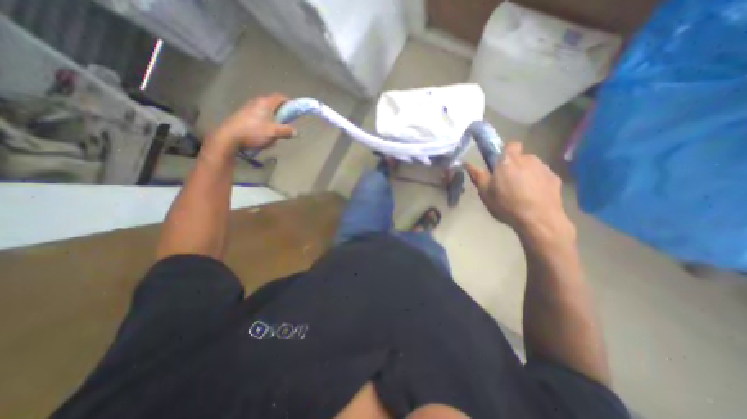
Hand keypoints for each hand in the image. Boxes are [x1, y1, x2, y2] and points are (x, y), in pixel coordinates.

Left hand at [208, 93, 296, 152]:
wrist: (229, 137)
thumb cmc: (254, 132)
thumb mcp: (274, 133)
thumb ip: (286, 131)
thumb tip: (295, 131)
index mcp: (265, 103)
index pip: (280, 97)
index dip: (289, 102)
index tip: (295, 111)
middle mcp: (256, 102)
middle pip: (273, 105)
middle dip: (281, 114)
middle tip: (286, 124)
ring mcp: (248, 108)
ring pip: (266, 112)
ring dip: (273, 120)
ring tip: (275, 132)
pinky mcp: (243, 116)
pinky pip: (258, 117)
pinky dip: (264, 124)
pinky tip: (263, 135)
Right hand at [466, 141, 573, 242]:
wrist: (538, 219)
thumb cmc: (506, 204)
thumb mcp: (485, 192)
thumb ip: (477, 175)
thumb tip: (466, 163)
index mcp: (508, 161)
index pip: (511, 144)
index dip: (506, 151)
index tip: (500, 164)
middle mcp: (528, 159)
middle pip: (521, 157)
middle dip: (515, 166)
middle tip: (508, 182)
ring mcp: (544, 168)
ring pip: (532, 166)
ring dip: (526, 174)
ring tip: (521, 192)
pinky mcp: (555, 179)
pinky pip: (542, 176)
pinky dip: (538, 182)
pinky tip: (534, 197)